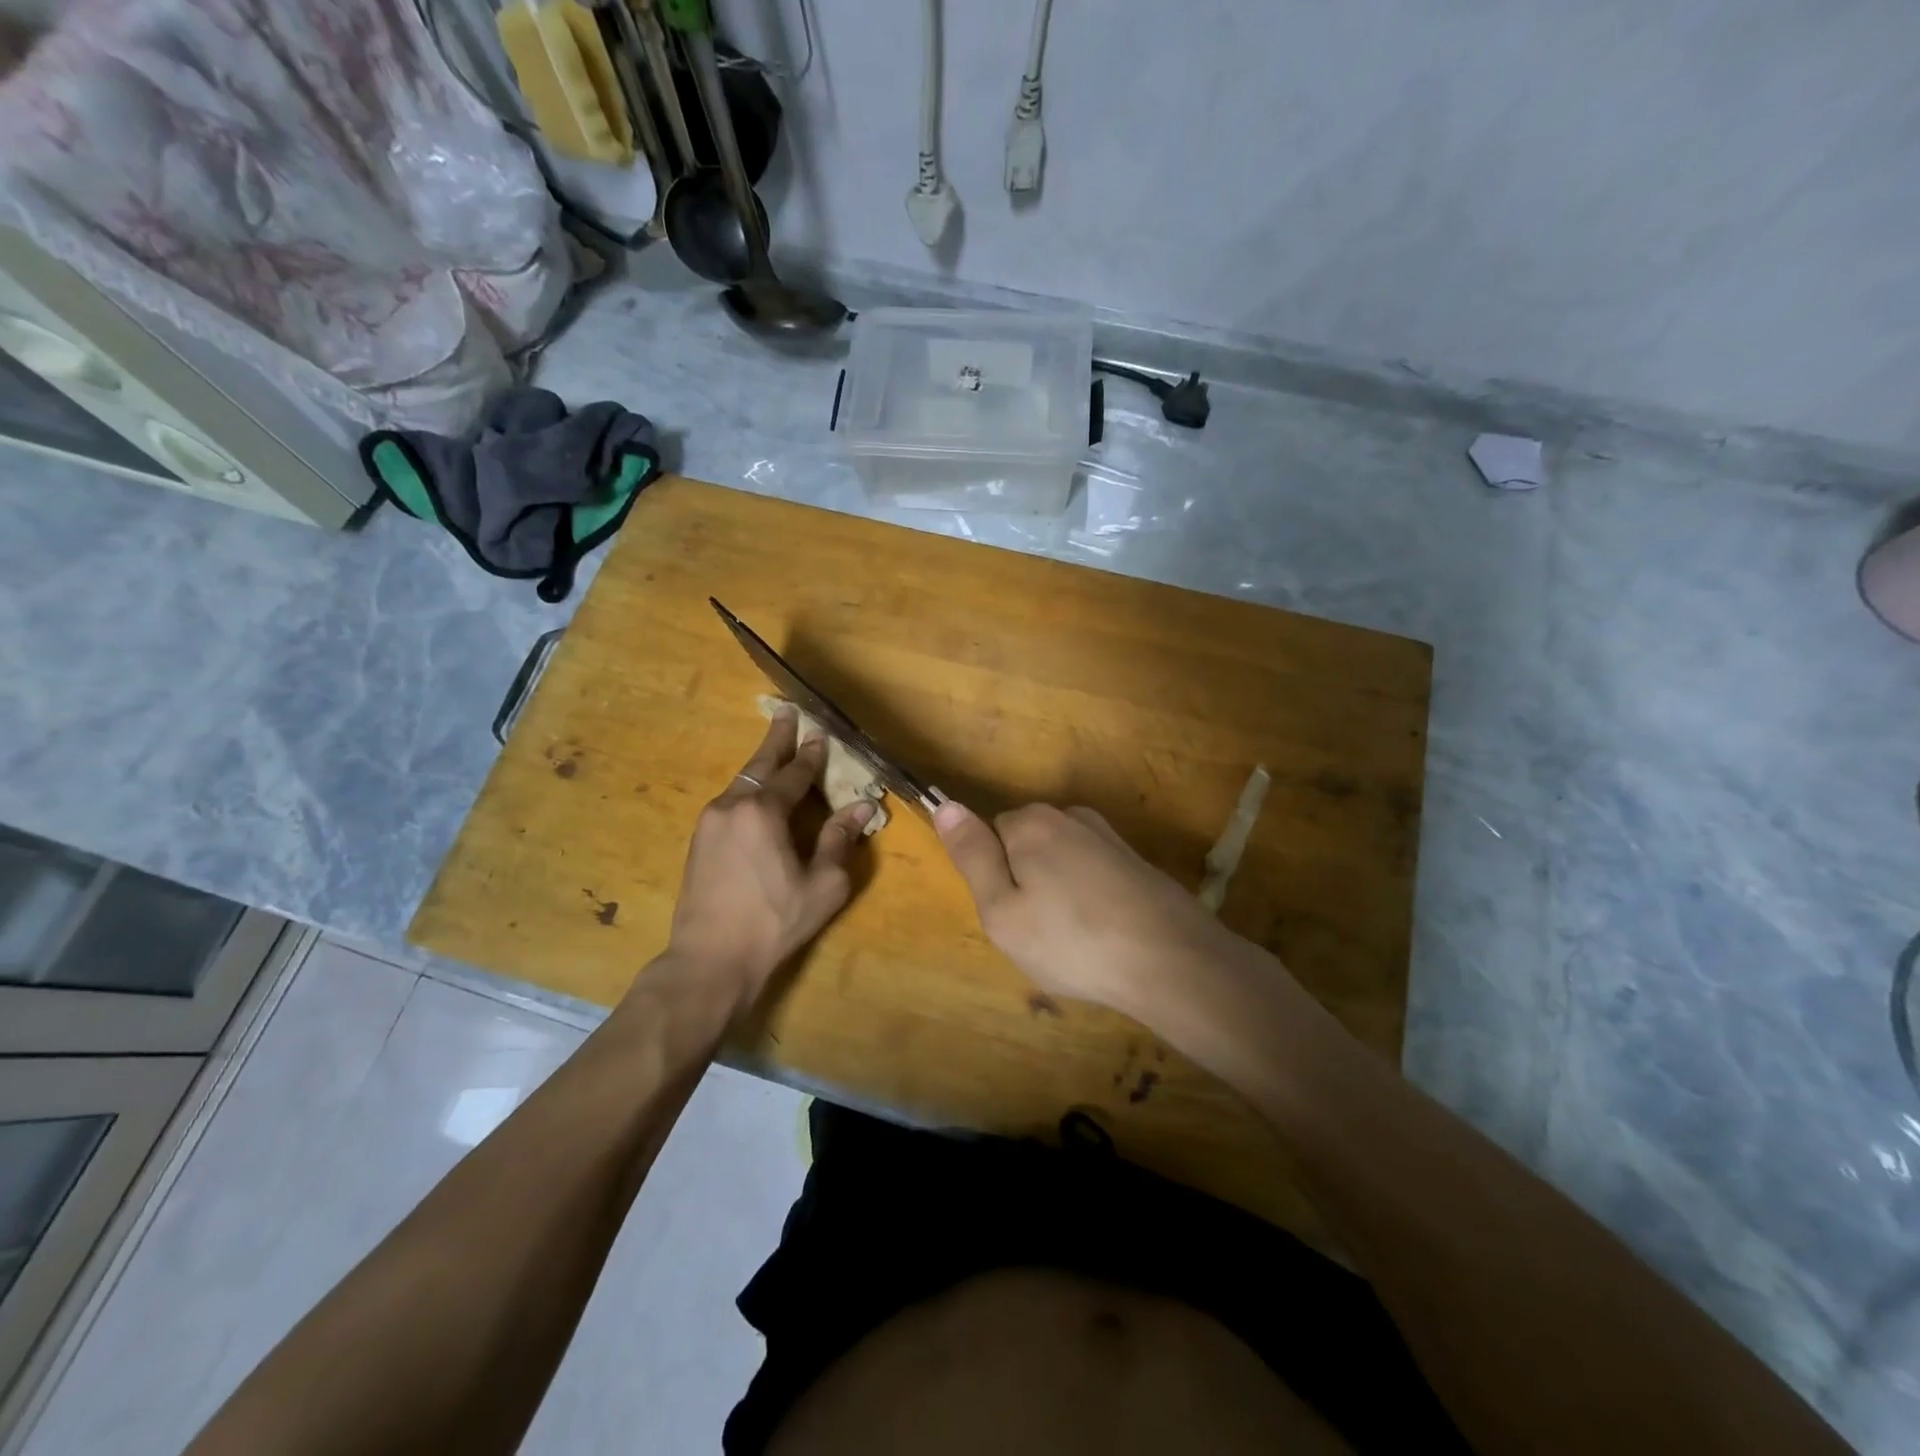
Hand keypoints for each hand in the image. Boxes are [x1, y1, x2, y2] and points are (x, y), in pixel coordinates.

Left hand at [667, 706, 874, 1008]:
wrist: (709, 960)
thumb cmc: (774, 922)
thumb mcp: (822, 884)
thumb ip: (840, 840)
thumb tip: (863, 808)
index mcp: (763, 812)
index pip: (794, 774)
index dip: (811, 754)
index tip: (821, 733)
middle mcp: (732, 806)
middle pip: (759, 764)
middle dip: (776, 738)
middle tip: (785, 712)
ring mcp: (709, 822)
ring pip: (741, 783)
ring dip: (761, 765)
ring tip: (776, 752)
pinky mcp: (698, 841)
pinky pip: (730, 802)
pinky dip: (749, 789)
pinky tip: (757, 795)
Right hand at [933, 800, 1240, 1016]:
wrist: (1172, 960)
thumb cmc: (1072, 942)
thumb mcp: (1002, 910)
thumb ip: (972, 855)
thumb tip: (946, 805)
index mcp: (1030, 823)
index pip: (989, 834)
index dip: (995, 877)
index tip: (1012, 914)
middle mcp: (1069, 816)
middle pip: (1025, 844)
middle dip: (1026, 881)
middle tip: (1040, 932)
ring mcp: (1107, 836)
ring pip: (1059, 860)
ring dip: (1059, 891)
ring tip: (1074, 938)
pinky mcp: (1134, 859)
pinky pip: (1091, 873)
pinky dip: (1089, 898)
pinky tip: (1103, 932)